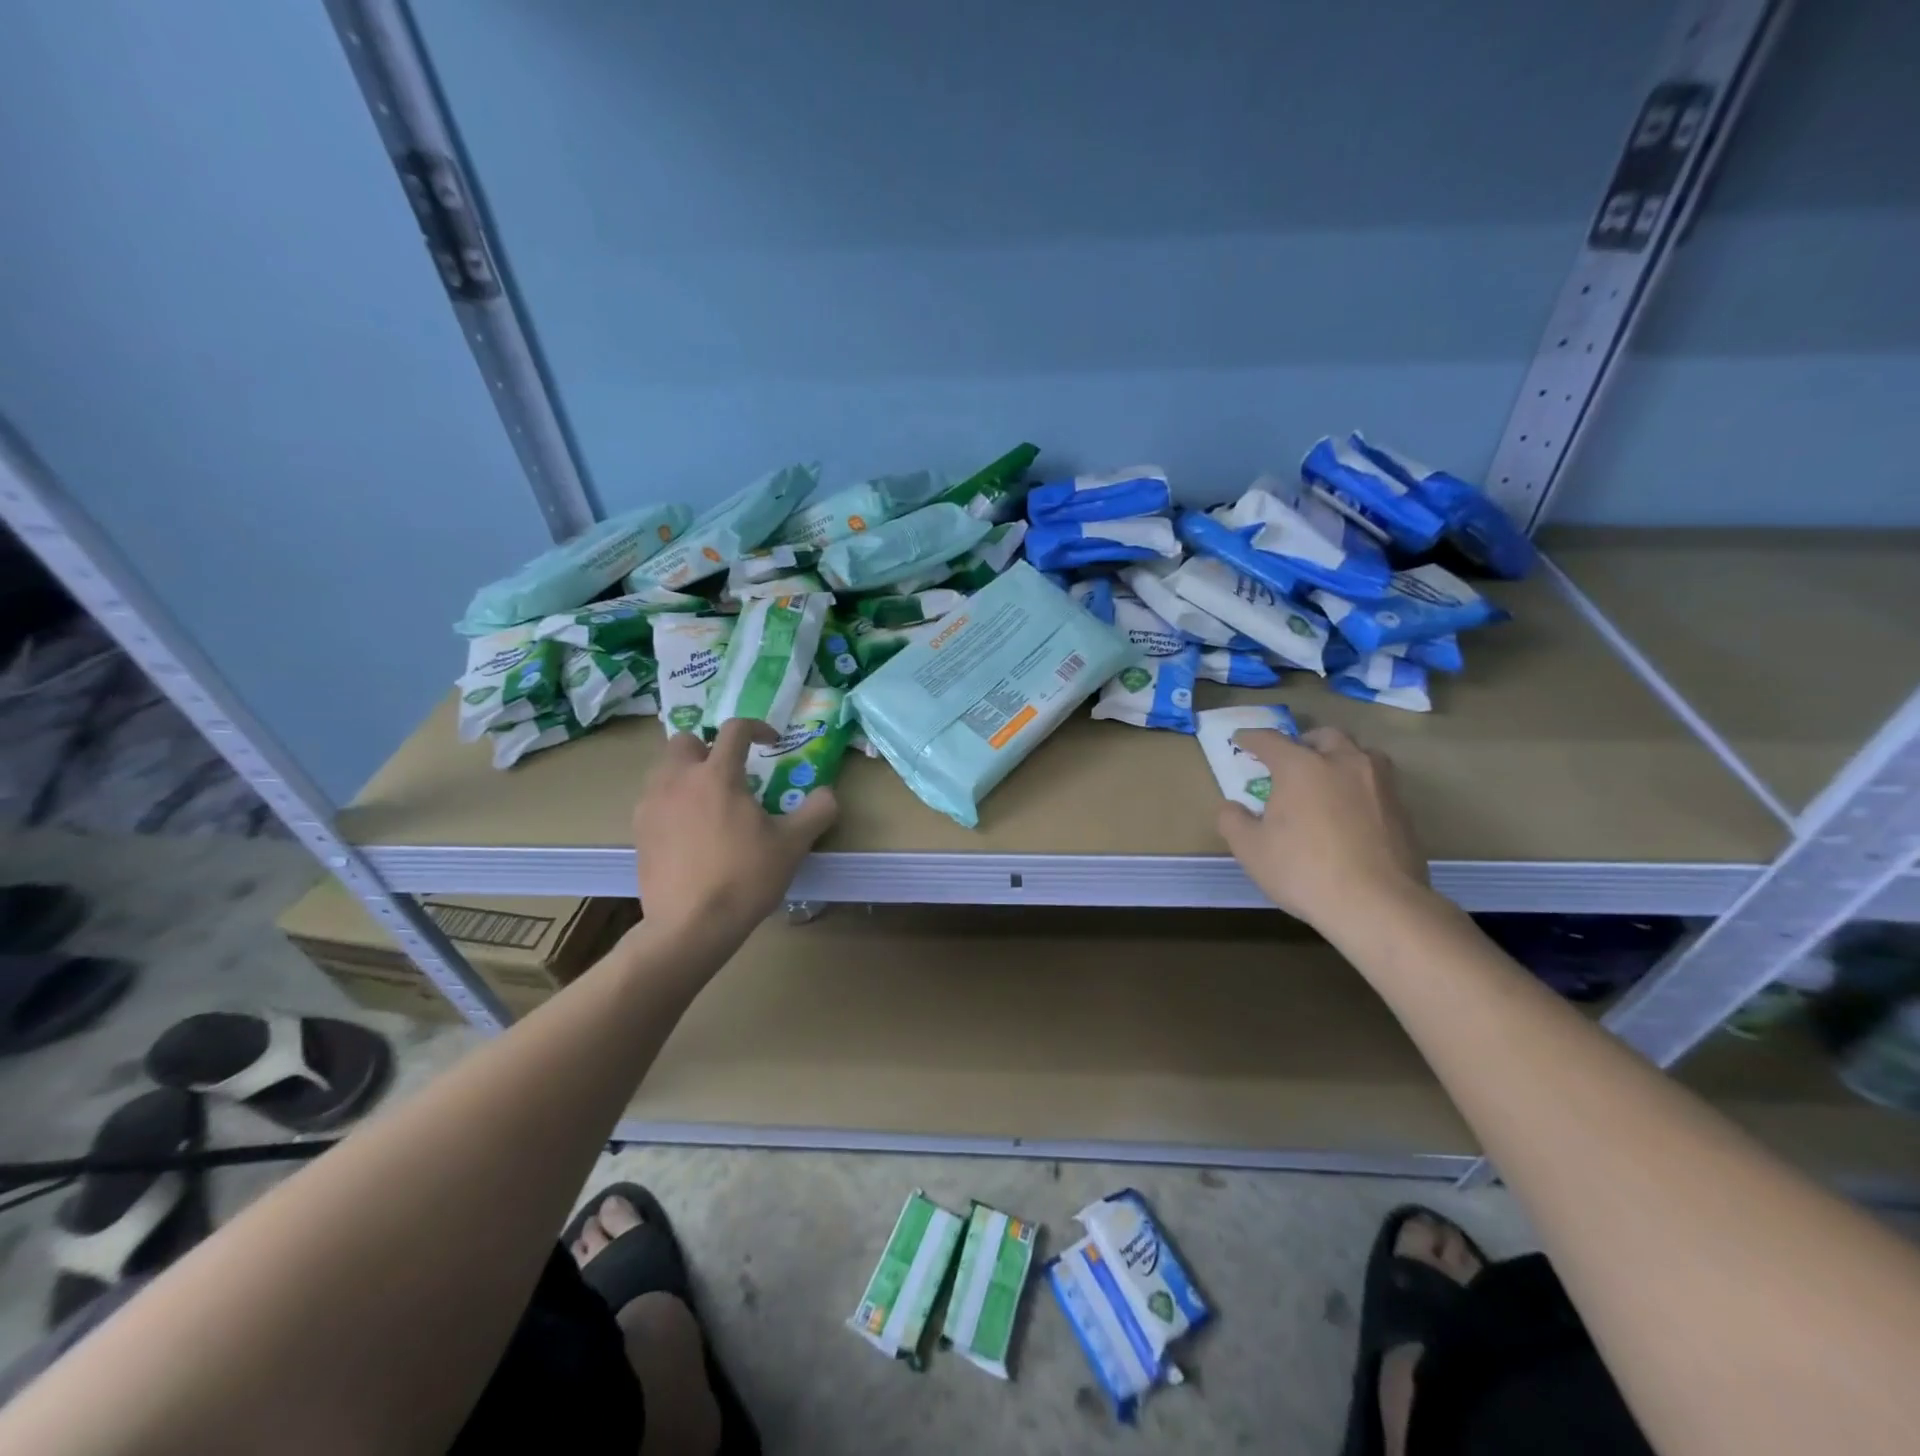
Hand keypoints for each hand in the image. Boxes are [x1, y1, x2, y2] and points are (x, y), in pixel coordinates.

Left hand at [631, 720, 837, 947]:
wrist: (690, 926)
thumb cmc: (745, 878)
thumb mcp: (793, 845)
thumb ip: (816, 812)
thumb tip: (827, 794)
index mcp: (718, 775)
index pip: (735, 729)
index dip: (757, 727)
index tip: (771, 742)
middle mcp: (678, 780)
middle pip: (685, 741)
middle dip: (708, 747)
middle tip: (730, 772)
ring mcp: (652, 805)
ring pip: (664, 769)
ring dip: (686, 773)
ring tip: (709, 801)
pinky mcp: (638, 832)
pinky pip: (653, 800)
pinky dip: (671, 802)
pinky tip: (689, 830)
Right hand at [1217, 726, 1430, 933]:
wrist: (1377, 904)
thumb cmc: (1303, 871)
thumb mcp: (1250, 849)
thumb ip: (1233, 821)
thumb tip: (1232, 807)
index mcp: (1301, 766)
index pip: (1270, 740)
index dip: (1252, 738)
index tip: (1241, 740)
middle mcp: (1343, 763)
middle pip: (1324, 736)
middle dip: (1304, 742)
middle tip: (1291, 760)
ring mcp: (1379, 784)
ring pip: (1361, 754)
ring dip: (1341, 758)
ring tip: (1329, 779)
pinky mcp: (1403, 810)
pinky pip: (1378, 785)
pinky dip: (1361, 788)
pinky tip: (1352, 813)